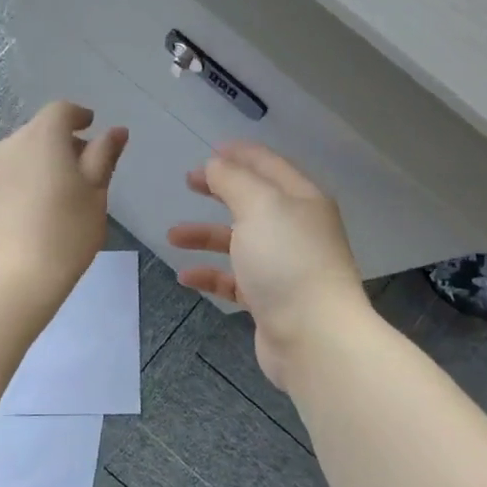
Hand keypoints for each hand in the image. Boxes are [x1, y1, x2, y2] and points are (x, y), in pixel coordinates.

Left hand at [0, 101, 127, 311]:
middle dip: (60, 144)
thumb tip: (114, 131)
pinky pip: (1, 181)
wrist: (10, 280)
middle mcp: (8, 145)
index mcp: (42, 137)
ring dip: (37, 166)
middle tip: (81, 172)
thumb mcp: (95, 195)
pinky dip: (18, 187)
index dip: (78, 116)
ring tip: (54, 198)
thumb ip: (103, 157)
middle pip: (37, 132)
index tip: (91, 128)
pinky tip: (29, 217)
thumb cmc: (65, 233)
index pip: (60, 111)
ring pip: (17, 157)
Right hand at [168, 142, 367, 389]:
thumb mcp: (258, 207)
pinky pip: (235, 280)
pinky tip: (186, 276)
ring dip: (206, 235)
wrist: (314, 336)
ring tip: (172, 235)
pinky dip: (211, 275)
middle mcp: (296, 229)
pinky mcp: (271, 299)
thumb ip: (233, 180)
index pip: (268, 165)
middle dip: (220, 189)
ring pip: (240, 241)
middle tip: (189, 181)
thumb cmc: (287, 261)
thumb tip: (217, 164)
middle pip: (253, 201)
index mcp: (301, 199)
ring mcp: (284, 266)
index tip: (210, 149)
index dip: (240, 154)